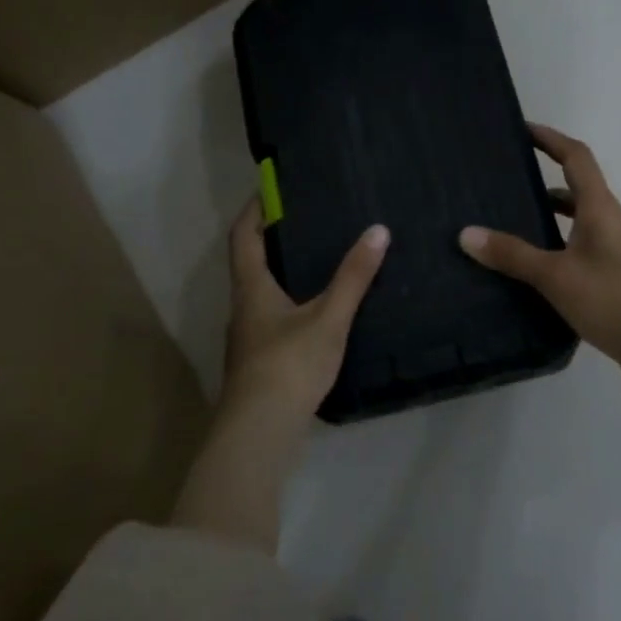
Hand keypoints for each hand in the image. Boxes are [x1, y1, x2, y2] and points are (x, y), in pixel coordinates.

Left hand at [222, 197, 390, 421]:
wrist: (260, 432)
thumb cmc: (289, 365)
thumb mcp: (328, 318)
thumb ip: (353, 277)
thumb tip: (377, 230)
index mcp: (251, 287)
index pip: (242, 235)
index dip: (255, 208)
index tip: (273, 188)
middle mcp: (243, 306)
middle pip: (250, 262)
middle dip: (272, 238)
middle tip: (308, 219)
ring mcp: (248, 337)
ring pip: (260, 291)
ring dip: (282, 271)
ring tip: (318, 259)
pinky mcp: (259, 360)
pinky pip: (272, 316)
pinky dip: (290, 300)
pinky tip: (316, 309)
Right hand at [459, 125, 620, 376]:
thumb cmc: (616, 299)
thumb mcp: (557, 276)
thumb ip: (512, 255)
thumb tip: (466, 233)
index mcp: (599, 209)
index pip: (576, 157)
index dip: (550, 139)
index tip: (521, 129)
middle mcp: (607, 223)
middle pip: (574, 188)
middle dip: (541, 179)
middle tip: (502, 182)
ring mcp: (611, 253)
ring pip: (573, 223)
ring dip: (545, 217)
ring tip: (505, 225)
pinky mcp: (610, 281)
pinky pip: (574, 252)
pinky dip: (552, 250)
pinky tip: (528, 270)